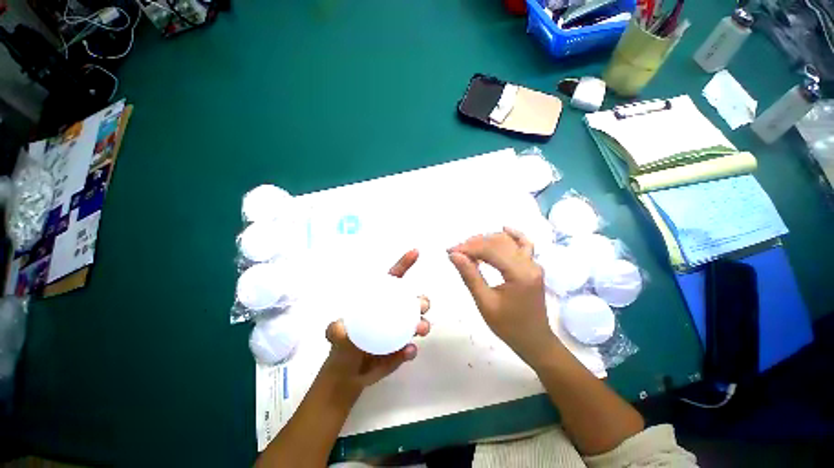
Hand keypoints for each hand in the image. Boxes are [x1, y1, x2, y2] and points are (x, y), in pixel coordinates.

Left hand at [320, 249, 430, 393]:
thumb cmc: (342, 347)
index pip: (393, 279)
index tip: (416, 252)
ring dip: (423, 323)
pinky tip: (408, 352)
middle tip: (422, 305)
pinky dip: (411, 349)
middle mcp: (393, 313)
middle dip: (422, 300)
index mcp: (379, 301)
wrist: (346, 376)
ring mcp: (400, 332)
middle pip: (412, 301)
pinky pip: (411, 348)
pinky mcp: (402, 350)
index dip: (404, 264)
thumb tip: (340, 327)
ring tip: (421, 329)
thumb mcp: (335, 335)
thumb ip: (335, 331)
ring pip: (418, 322)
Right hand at [449, 228, 557, 368]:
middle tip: (456, 251)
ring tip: (468, 247)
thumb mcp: (485, 303)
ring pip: (508, 241)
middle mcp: (529, 264)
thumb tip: (454, 255)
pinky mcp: (533, 266)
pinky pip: (524, 244)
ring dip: (487, 240)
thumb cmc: (509, 326)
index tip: (450, 251)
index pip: (489, 250)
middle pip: (498, 242)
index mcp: (519, 274)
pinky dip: (513, 235)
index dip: (468, 248)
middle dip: (474, 243)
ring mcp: (534, 264)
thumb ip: (470, 276)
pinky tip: (503, 229)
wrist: (534, 340)